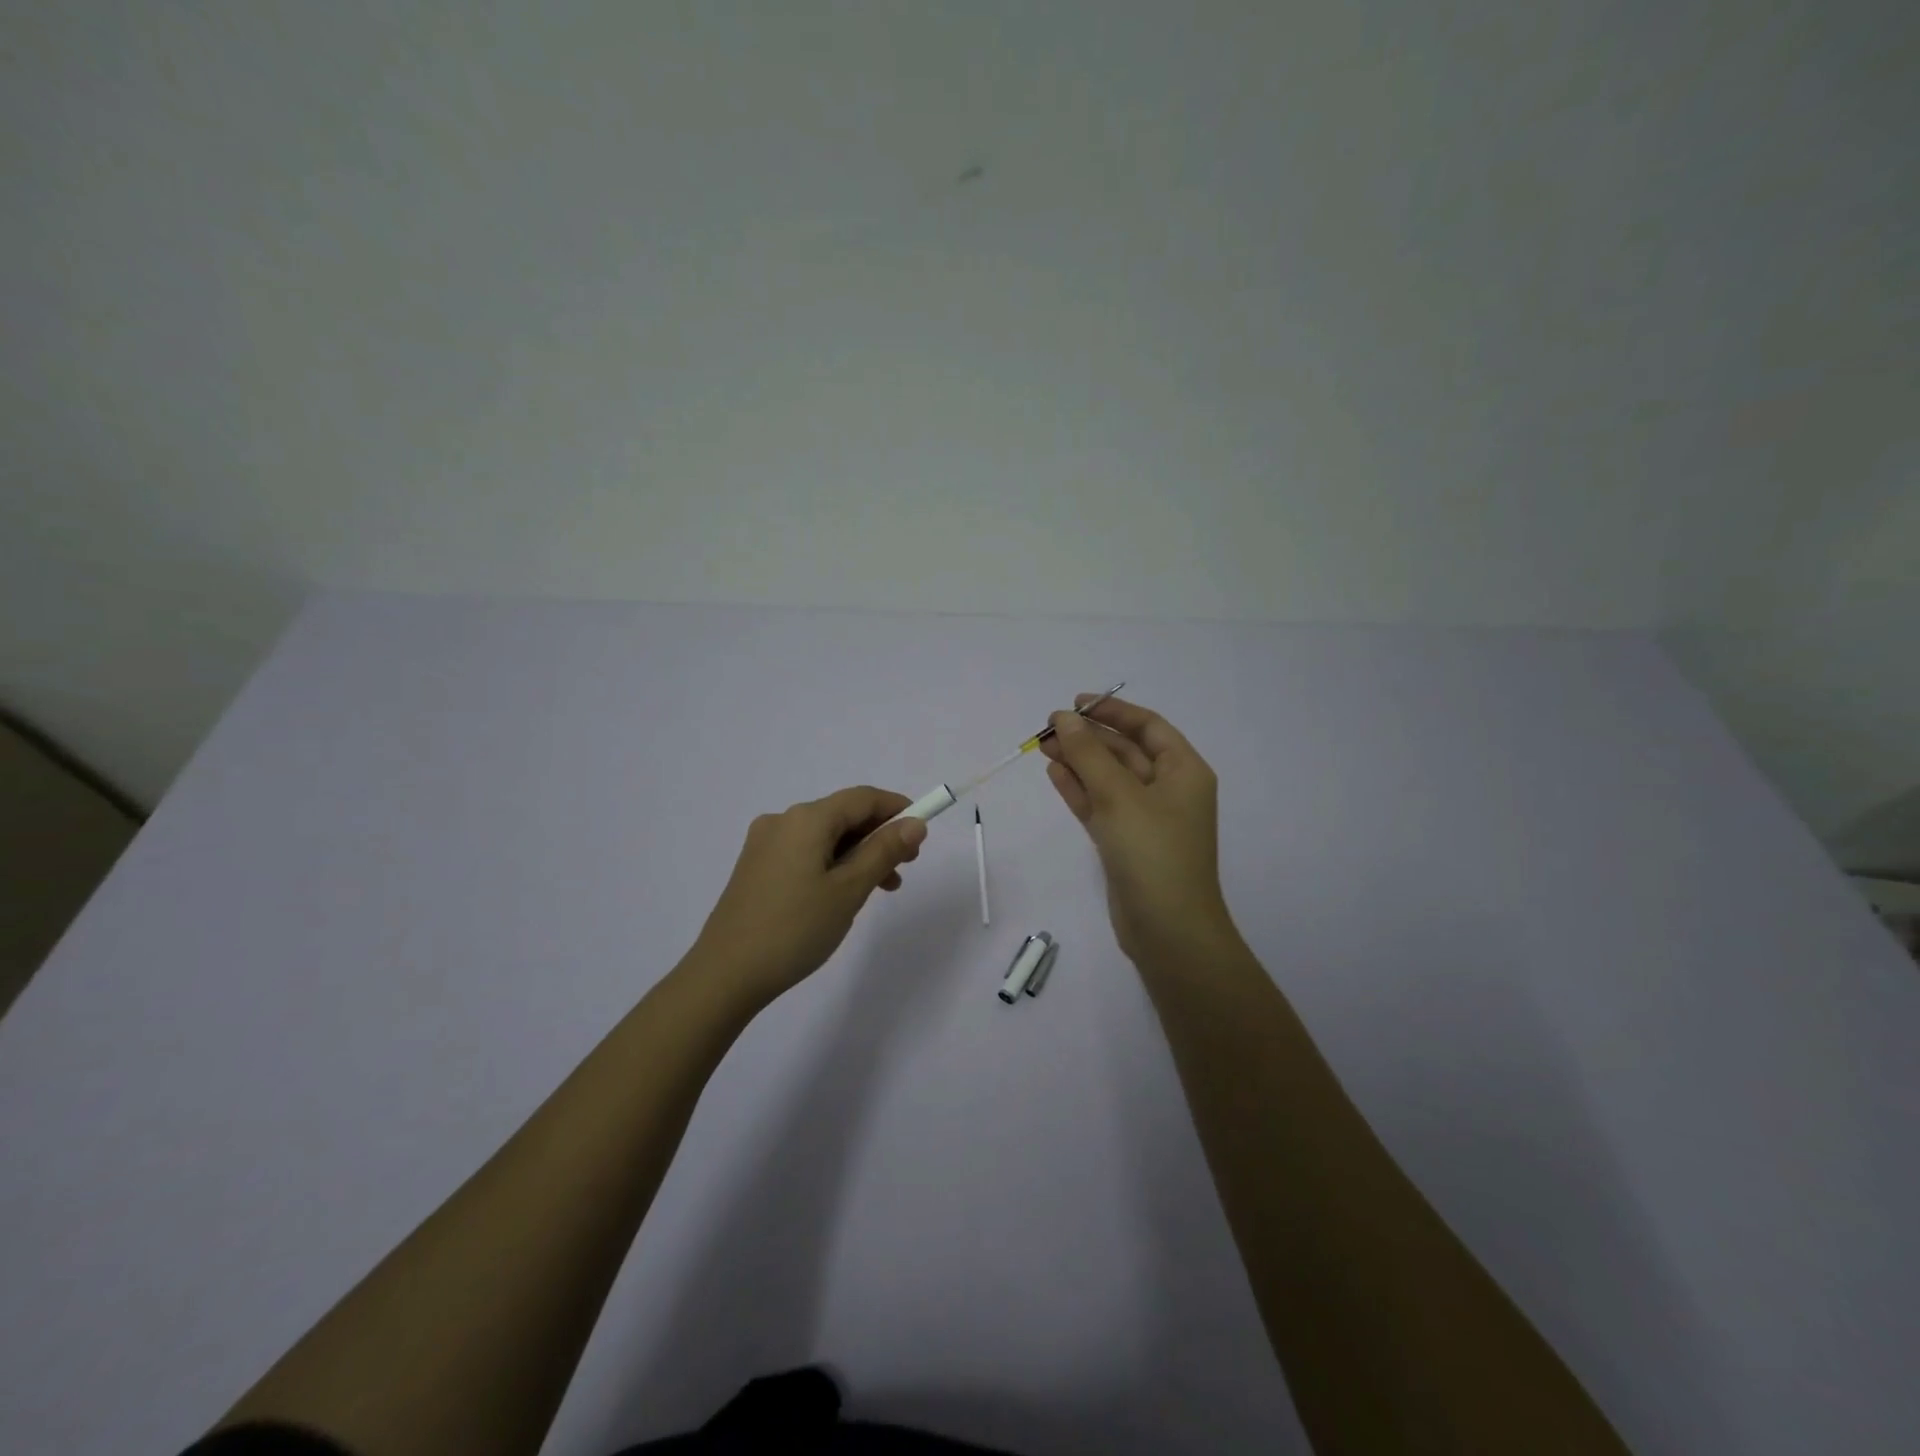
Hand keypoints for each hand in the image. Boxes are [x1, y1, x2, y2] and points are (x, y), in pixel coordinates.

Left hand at [689, 786, 927, 1006]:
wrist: (725, 975)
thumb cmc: (795, 928)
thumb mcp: (849, 890)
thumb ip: (884, 851)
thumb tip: (915, 823)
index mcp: (806, 818)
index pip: (862, 798)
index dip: (897, 809)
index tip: (922, 833)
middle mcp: (783, 821)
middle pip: (843, 815)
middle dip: (879, 836)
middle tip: (905, 867)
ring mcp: (765, 844)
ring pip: (825, 837)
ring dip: (858, 854)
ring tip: (881, 889)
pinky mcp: (756, 868)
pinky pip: (805, 853)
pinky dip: (833, 865)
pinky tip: (844, 895)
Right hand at [1040, 695, 1234, 961]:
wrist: (1168, 929)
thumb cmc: (1152, 852)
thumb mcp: (1119, 795)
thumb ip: (1089, 754)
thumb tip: (1064, 718)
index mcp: (1183, 771)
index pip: (1148, 726)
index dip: (1112, 711)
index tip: (1075, 703)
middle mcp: (1169, 790)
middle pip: (1125, 751)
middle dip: (1089, 738)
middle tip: (1048, 728)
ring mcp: (1147, 818)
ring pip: (1109, 779)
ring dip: (1079, 762)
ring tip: (1044, 747)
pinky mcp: (1127, 842)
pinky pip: (1101, 805)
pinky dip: (1080, 790)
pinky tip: (1055, 775)